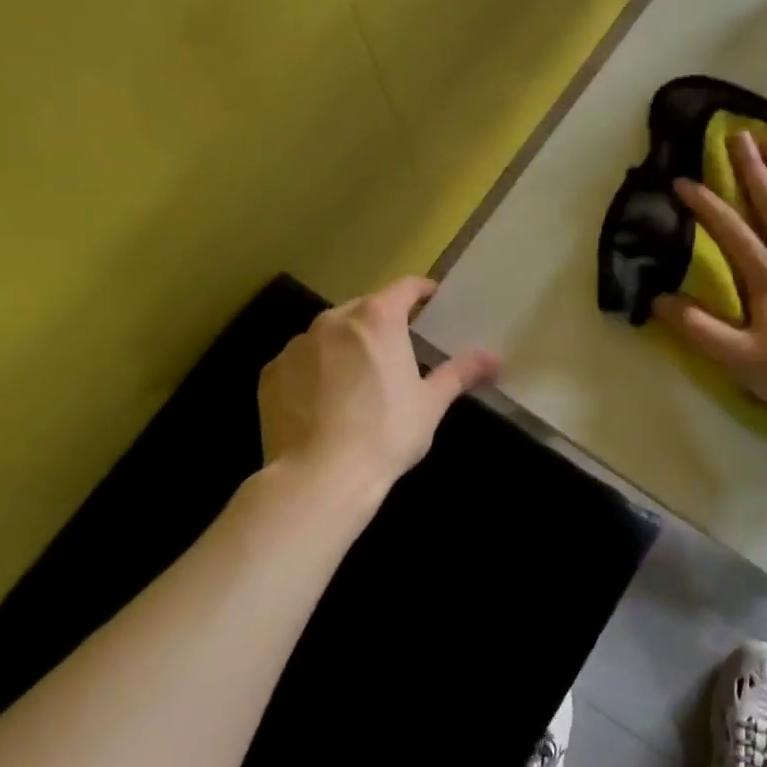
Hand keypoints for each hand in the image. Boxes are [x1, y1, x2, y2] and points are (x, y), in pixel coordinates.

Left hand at [256, 276, 499, 491]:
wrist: (318, 478)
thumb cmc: (386, 433)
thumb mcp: (431, 403)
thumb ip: (461, 372)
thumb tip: (495, 358)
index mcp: (378, 319)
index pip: (405, 287)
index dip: (422, 291)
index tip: (432, 302)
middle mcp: (334, 320)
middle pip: (365, 308)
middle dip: (382, 323)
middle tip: (398, 351)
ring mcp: (297, 345)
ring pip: (330, 333)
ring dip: (347, 345)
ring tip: (358, 380)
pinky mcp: (271, 373)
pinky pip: (301, 360)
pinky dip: (315, 370)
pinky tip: (323, 402)